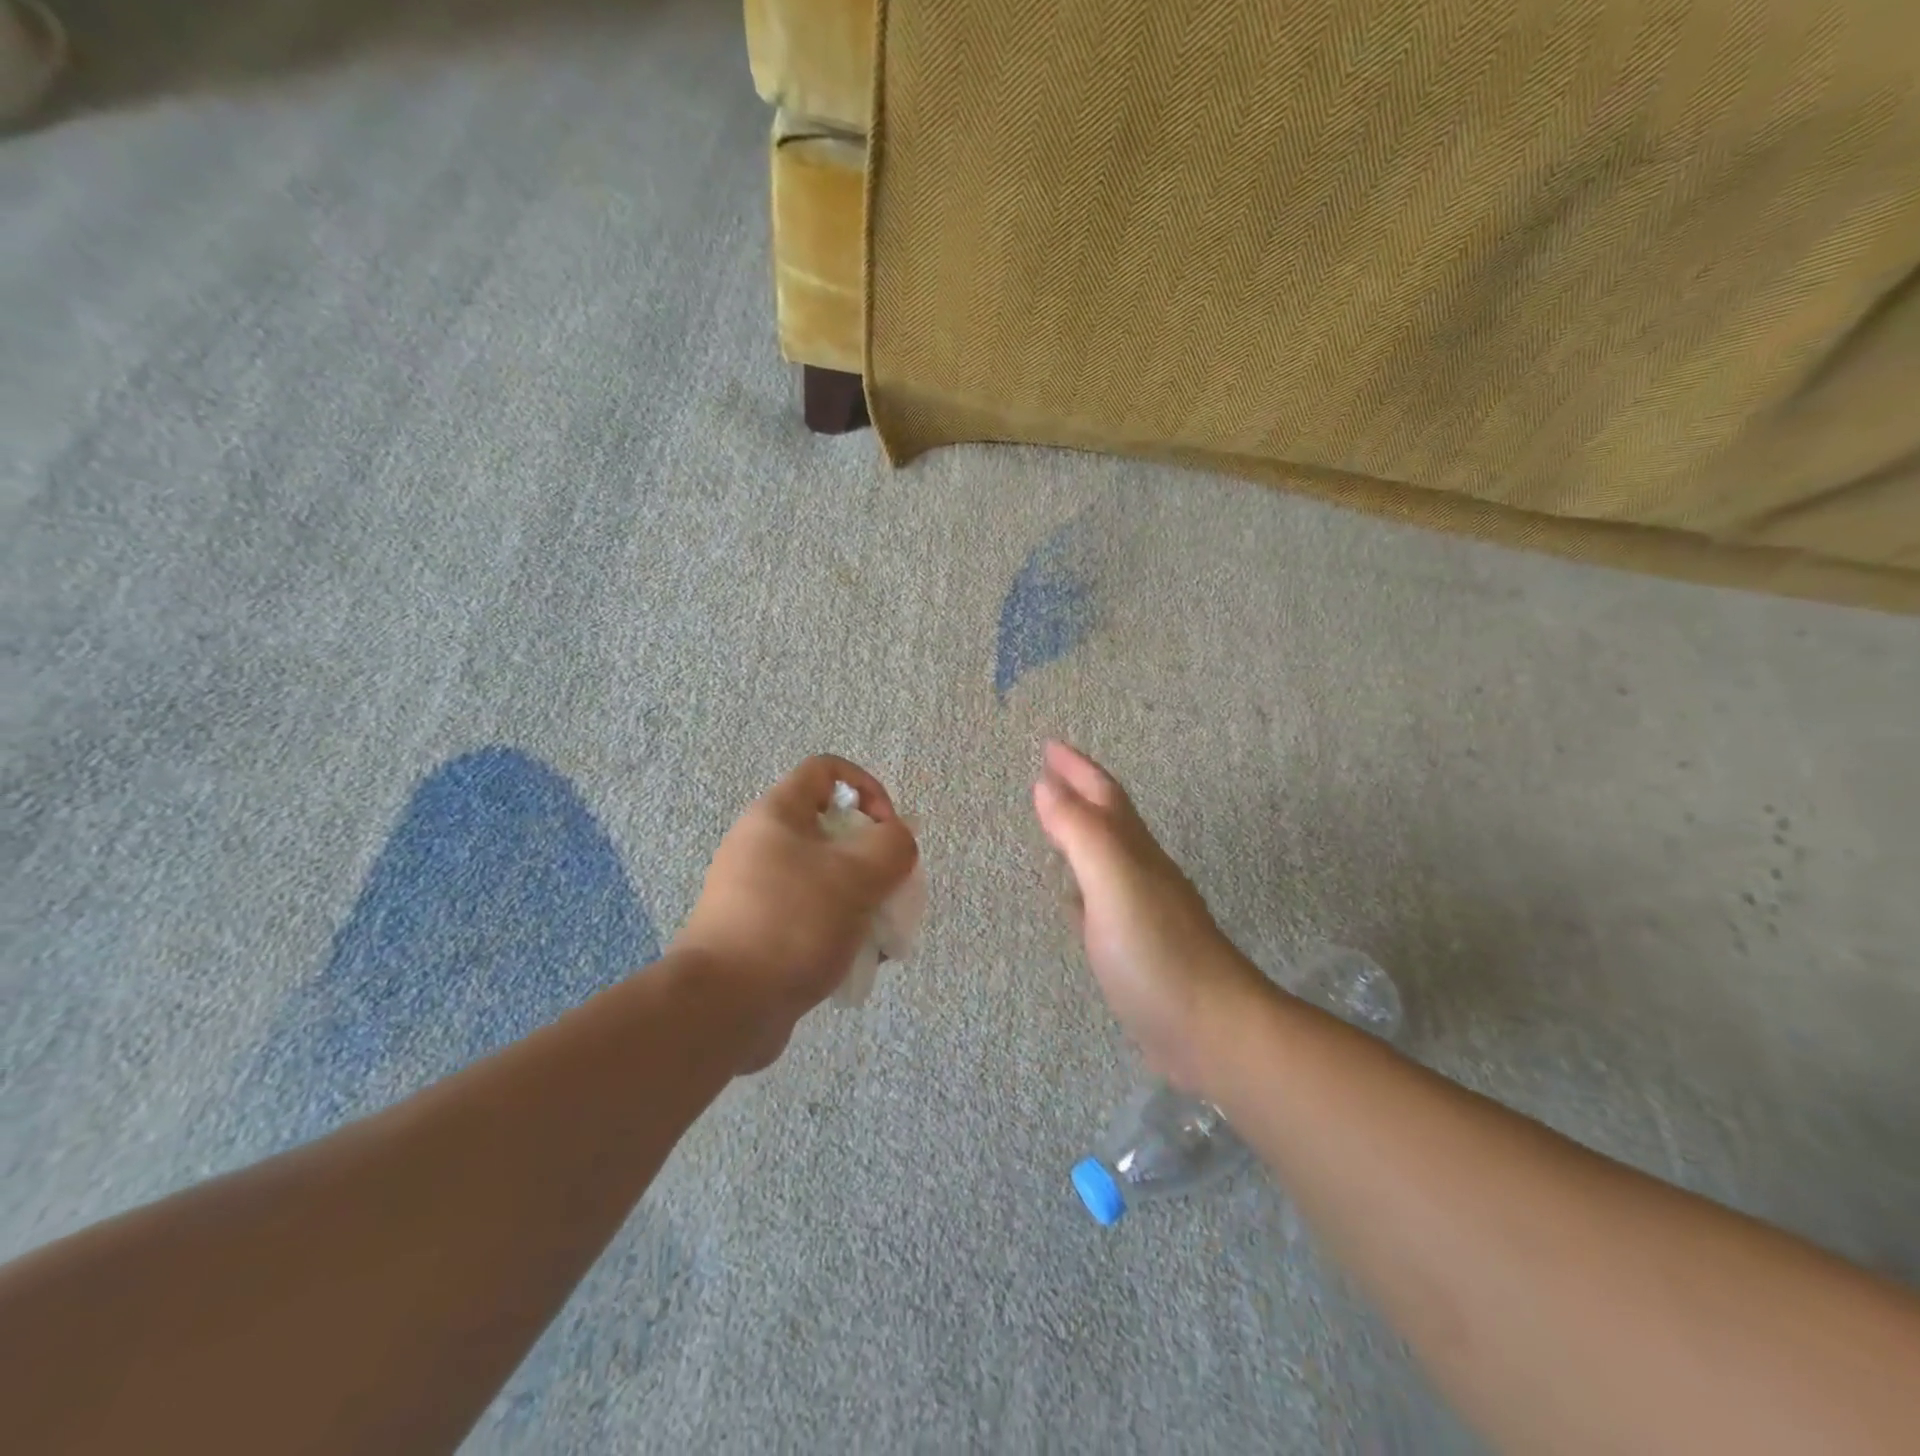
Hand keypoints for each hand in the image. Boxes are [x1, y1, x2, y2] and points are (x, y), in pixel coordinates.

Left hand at [675, 756, 918, 1069]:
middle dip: (874, 858)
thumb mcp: (858, 875)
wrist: (723, 1007)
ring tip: (882, 936)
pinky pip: (811, 915)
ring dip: (863, 900)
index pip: (827, 770)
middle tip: (893, 890)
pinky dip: (839, 929)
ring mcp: (757, 891)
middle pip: (833, 830)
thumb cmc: (793, 923)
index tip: (889, 830)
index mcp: (777, 815)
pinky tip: (859, 961)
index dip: (868, 788)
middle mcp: (762, 845)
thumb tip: (899, 839)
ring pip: (826, 878)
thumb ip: (893, 845)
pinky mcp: (759, 931)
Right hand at [1033, 741, 1264, 1089]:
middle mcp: (1141, 873)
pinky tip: (1072, 898)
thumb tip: (1045, 784)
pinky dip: (1081, 888)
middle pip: (1108, 821)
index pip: (1103, 797)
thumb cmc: (1157, 953)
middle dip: (1079, 793)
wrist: (1213, 1031)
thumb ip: (1080, 833)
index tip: (1049, 745)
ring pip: (1106, 859)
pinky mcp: (1135, 950)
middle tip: (1048, 775)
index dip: (1077, 769)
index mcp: (1134, 853)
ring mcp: (1141, 913)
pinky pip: (1100, 903)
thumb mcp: (1114, 883)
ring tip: (1054, 823)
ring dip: (1080, 835)